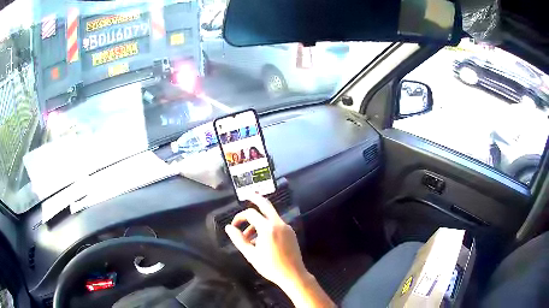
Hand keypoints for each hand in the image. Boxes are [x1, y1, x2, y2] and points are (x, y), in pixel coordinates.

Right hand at [224, 194, 306, 287]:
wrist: (293, 275)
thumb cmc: (270, 266)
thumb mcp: (251, 254)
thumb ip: (238, 239)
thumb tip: (228, 227)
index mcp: (267, 228)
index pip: (250, 214)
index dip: (239, 217)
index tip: (233, 226)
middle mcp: (278, 223)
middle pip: (266, 204)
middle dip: (255, 198)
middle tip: (246, 194)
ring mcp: (286, 227)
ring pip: (270, 216)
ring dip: (259, 220)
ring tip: (249, 237)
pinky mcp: (291, 232)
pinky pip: (276, 224)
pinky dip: (267, 226)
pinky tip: (261, 240)